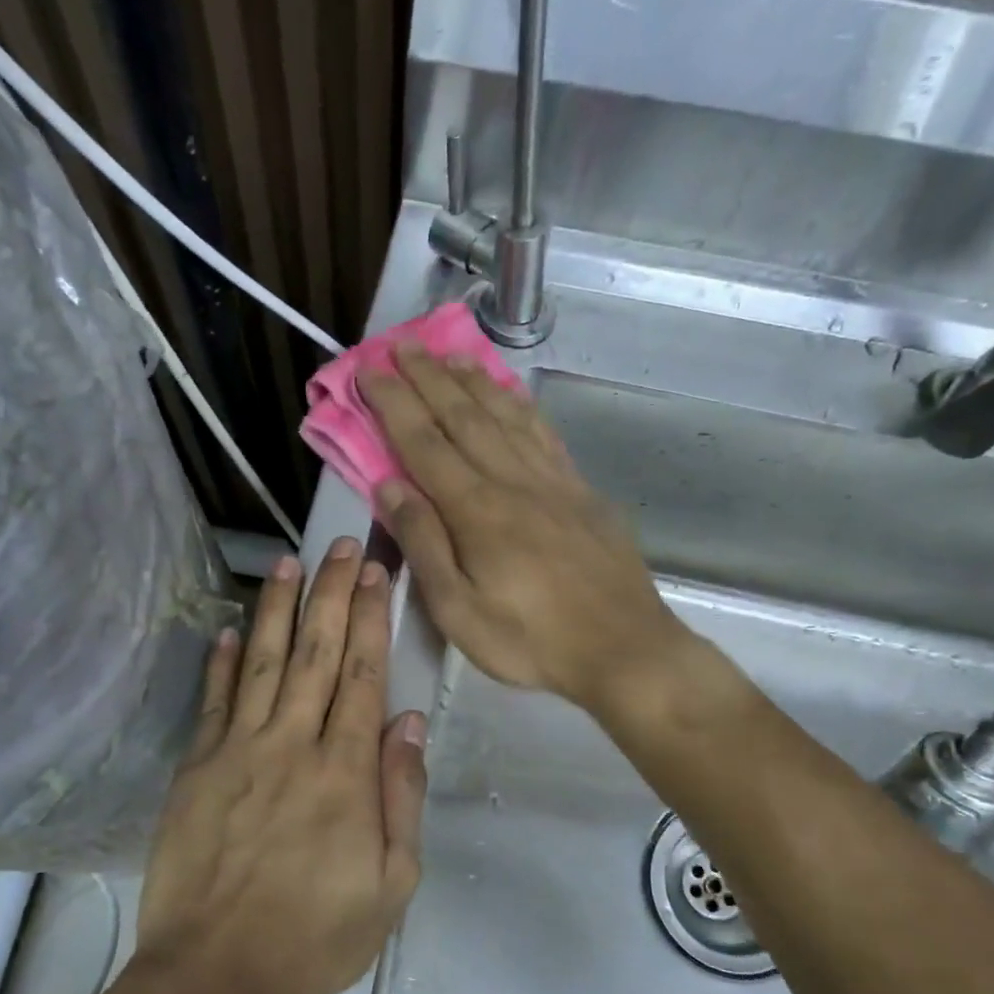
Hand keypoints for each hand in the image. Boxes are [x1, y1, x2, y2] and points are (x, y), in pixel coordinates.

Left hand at [136, 538, 426, 993]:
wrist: (216, 975)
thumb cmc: (316, 935)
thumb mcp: (392, 883)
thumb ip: (402, 795)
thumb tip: (408, 722)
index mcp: (345, 771)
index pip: (363, 675)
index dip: (371, 618)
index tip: (376, 572)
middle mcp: (292, 745)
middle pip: (317, 654)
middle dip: (332, 594)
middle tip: (340, 545)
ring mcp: (238, 751)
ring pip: (263, 663)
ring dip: (277, 610)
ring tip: (287, 564)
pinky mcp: (196, 768)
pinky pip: (213, 703)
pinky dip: (221, 663)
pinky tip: (228, 630)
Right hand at [359, 348, 686, 713]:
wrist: (624, 648)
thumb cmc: (531, 640)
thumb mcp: (459, 611)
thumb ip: (424, 545)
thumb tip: (389, 486)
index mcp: (477, 511)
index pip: (424, 444)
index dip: (393, 403)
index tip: (370, 368)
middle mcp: (512, 482)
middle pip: (463, 417)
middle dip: (427, 377)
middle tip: (399, 344)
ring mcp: (552, 481)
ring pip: (504, 416)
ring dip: (471, 381)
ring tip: (447, 355)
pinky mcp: (580, 490)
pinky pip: (543, 434)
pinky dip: (520, 406)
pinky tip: (509, 393)